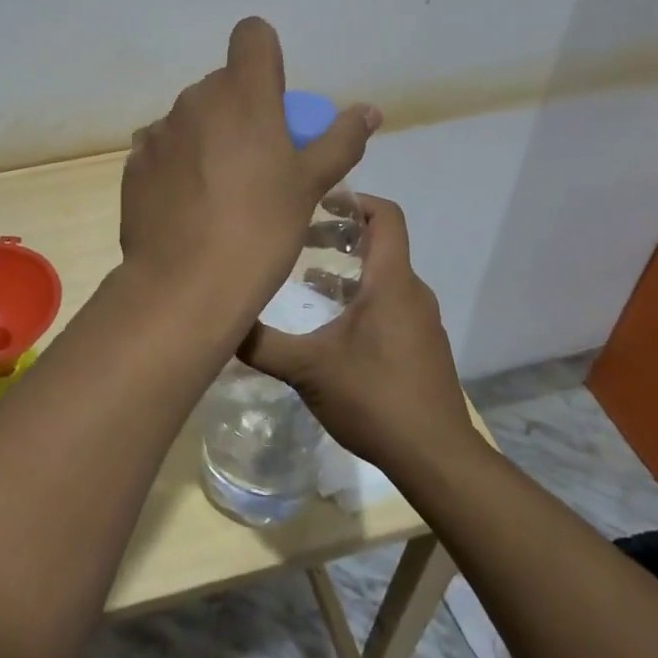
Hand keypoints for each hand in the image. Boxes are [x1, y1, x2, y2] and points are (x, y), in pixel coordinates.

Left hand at [120, 17, 379, 320]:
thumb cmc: (260, 230)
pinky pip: (164, 146)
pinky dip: (179, 161)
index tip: (277, 98)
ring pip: (193, 116)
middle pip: (224, 83)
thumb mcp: (310, 186)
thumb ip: (340, 140)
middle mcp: (195, 99)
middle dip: (243, 107)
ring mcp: (159, 130)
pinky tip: (189, 203)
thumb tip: (369, 111)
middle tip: (260, 159)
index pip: (252, 35)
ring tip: (222, 189)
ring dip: (209, 135)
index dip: (267, 57)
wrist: (185, 285)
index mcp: (243, 94)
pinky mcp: (135, 161)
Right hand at [240, 195, 472, 469]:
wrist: (436, 458)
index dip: (353, 199)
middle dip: (338, 236)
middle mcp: (411, 292)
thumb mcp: (308, 369)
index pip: (385, 215)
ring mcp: (421, 320)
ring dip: (346, 271)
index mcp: (391, 282)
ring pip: (383, 277)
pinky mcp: (421, 346)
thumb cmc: (374, 398)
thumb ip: (262, 344)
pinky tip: (331, 326)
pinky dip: (361, 298)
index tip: (316, 201)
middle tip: (298, 240)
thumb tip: (220, 324)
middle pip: (379, 244)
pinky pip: (390, 304)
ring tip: (305, 280)